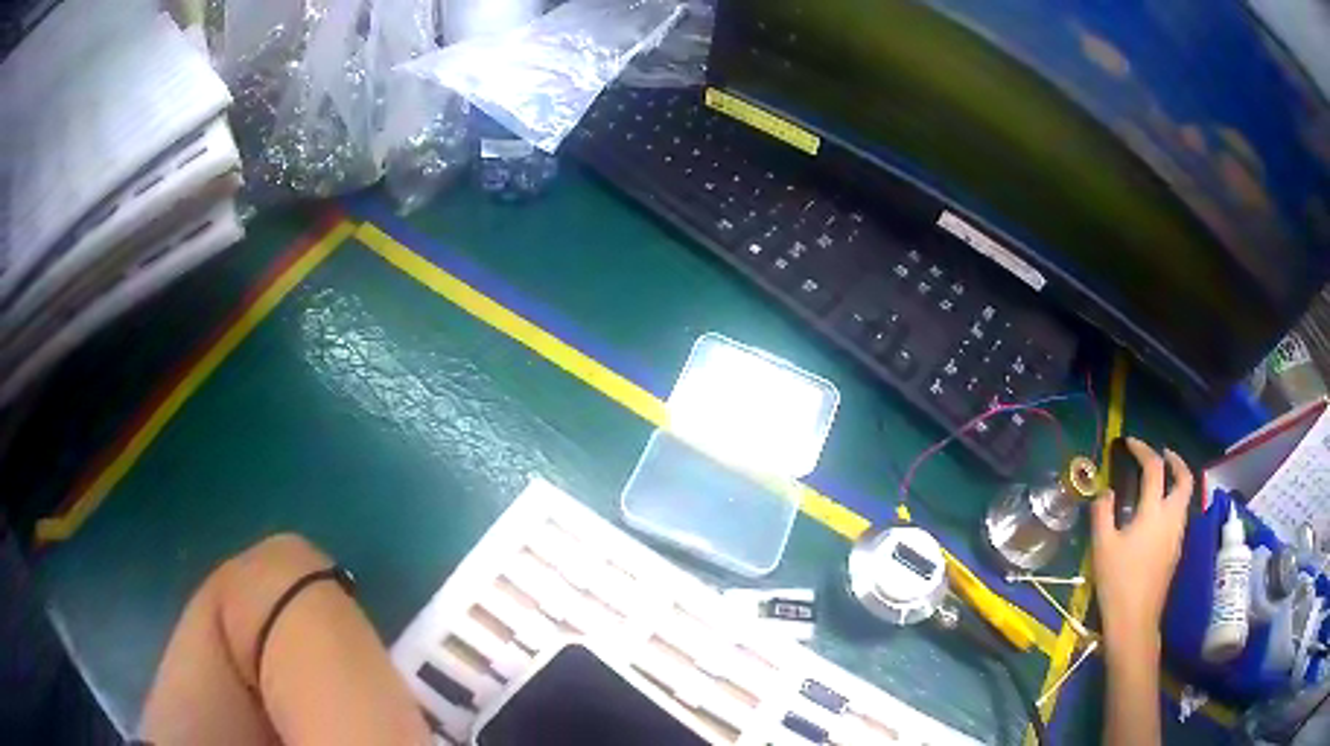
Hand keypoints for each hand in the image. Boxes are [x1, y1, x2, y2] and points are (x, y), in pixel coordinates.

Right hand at [1090, 438, 1194, 660]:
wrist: (1135, 621)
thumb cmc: (1118, 582)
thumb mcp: (1102, 546)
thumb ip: (1103, 513)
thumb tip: (1105, 492)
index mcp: (1154, 511)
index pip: (1154, 468)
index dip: (1143, 450)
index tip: (1130, 443)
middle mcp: (1172, 518)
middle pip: (1184, 479)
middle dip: (1175, 461)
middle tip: (1161, 454)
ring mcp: (1177, 536)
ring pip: (1184, 498)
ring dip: (1175, 482)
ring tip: (1158, 483)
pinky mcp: (1175, 552)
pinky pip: (1179, 516)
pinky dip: (1172, 503)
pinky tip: (1155, 516)